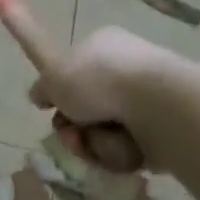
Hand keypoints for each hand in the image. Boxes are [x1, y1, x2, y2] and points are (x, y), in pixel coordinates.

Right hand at [28, 27, 170, 172]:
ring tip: (99, 145)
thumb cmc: (101, 80)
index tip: (49, 107)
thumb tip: (38, 94)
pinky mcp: (161, 130)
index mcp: (101, 46)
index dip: (59, 93)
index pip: (72, 69)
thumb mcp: (53, 74)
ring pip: (103, 132)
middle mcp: (124, 70)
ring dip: (94, 144)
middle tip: (71, 136)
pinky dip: (119, 154)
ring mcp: (144, 101)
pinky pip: (127, 149)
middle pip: (85, 107)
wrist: (157, 105)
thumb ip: (41, 84)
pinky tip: (124, 151)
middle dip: (73, 127)